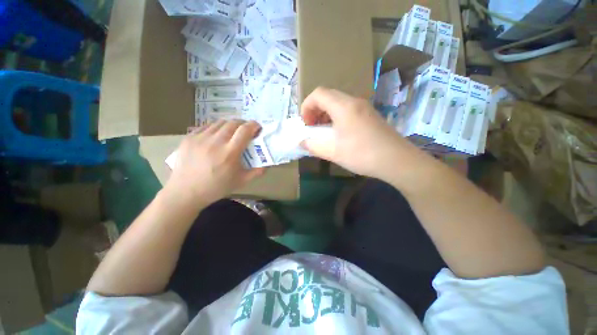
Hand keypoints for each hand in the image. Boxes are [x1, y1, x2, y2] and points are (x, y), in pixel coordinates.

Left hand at [164, 120, 264, 209]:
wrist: (185, 192)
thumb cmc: (216, 188)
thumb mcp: (241, 182)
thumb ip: (256, 172)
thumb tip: (267, 164)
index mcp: (229, 153)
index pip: (244, 130)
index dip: (253, 125)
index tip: (257, 127)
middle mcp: (215, 142)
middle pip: (233, 123)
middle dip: (243, 123)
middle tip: (246, 130)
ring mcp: (200, 138)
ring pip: (219, 122)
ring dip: (230, 125)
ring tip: (232, 133)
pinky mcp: (189, 138)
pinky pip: (206, 126)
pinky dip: (216, 128)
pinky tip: (217, 136)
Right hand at [301, 87, 414, 180]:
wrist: (397, 160)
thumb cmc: (362, 155)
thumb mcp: (333, 152)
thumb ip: (313, 146)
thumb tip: (302, 142)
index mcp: (343, 107)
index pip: (318, 94)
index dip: (307, 106)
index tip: (306, 124)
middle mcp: (354, 101)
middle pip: (328, 96)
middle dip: (315, 110)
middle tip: (313, 127)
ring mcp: (364, 107)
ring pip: (338, 102)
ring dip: (326, 113)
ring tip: (324, 130)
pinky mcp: (370, 115)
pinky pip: (348, 109)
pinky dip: (337, 116)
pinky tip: (339, 132)